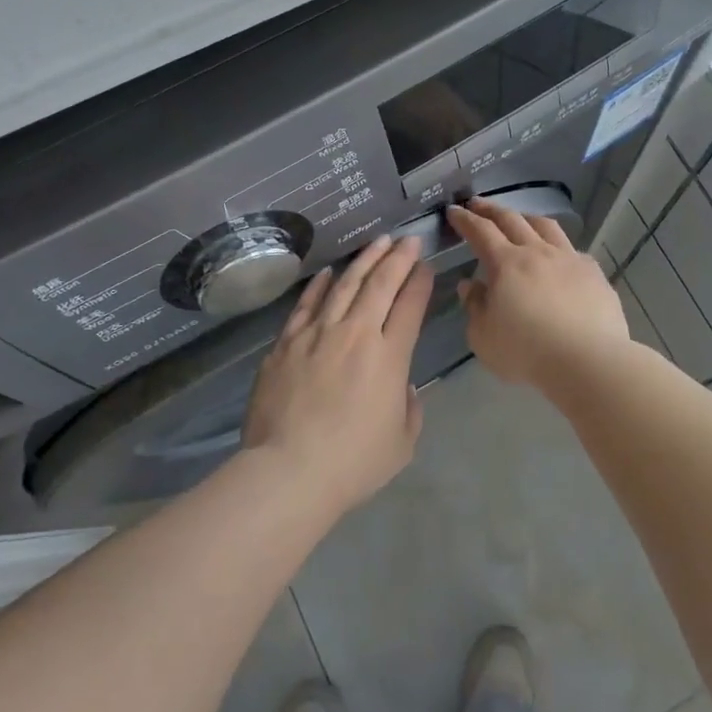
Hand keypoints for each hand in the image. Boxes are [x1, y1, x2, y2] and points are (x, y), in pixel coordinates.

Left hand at [242, 235, 433, 513]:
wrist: (288, 471)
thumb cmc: (352, 463)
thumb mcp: (402, 442)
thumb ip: (409, 407)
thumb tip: (401, 385)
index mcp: (389, 357)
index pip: (410, 306)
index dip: (420, 282)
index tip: (426, 266)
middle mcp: (356, 334)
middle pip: (380, 284)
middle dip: (398, 258)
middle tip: (408, 239)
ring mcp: (317, 334)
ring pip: (344, 285)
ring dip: (364, 261)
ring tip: (378, 243)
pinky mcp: (286, 343)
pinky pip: (306, 305)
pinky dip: (320, 285)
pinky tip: (329, 272)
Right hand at [446, 198, 630, 391]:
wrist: (587, 360)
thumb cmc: (526, 351)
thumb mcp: (483, 336)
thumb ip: (474, 306)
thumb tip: (470, 285)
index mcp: (506, 263)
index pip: (481, 231)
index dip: (465, 219)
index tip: (454, 210)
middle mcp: (537, 252)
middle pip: (512, 220)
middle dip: (491, 209)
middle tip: (478, 203)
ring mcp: (569, 259)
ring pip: (546, 227)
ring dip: (527, 218)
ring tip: (519, 219)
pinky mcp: (594, 274)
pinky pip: (573, 250)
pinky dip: (559, 247)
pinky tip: (560, 257)